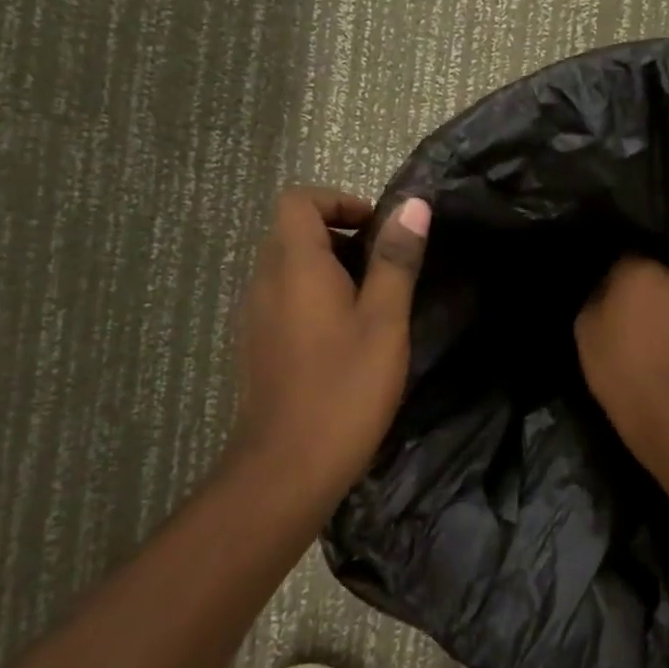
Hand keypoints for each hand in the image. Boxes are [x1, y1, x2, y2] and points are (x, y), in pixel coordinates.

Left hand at [227, 187, 431, 502]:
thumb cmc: (345, 388)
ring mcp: (254, 316)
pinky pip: (283, 300)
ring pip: (288, 268)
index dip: (339, 201)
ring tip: (374, 304)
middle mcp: (263, 281)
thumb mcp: (385, 320)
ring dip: (329, 269)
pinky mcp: (256, 346)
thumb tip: (413, 205)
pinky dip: (314, 299)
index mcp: (294, 265)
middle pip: (293, 232)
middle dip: (340, 235)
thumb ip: (396, 260)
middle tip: (386, 268)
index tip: (378, 229)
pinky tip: (347, 339)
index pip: (299, 200)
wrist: (287, 467)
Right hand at [575, 255, 668, 457]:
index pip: (628, 255)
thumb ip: (600, 294)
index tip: (619, 292)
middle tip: (649, 308)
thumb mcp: (586, 328)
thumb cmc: (618, 370)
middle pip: (665, 267)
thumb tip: (612, 284)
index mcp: (639, 267)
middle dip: (657, 284)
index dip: (623, 275)